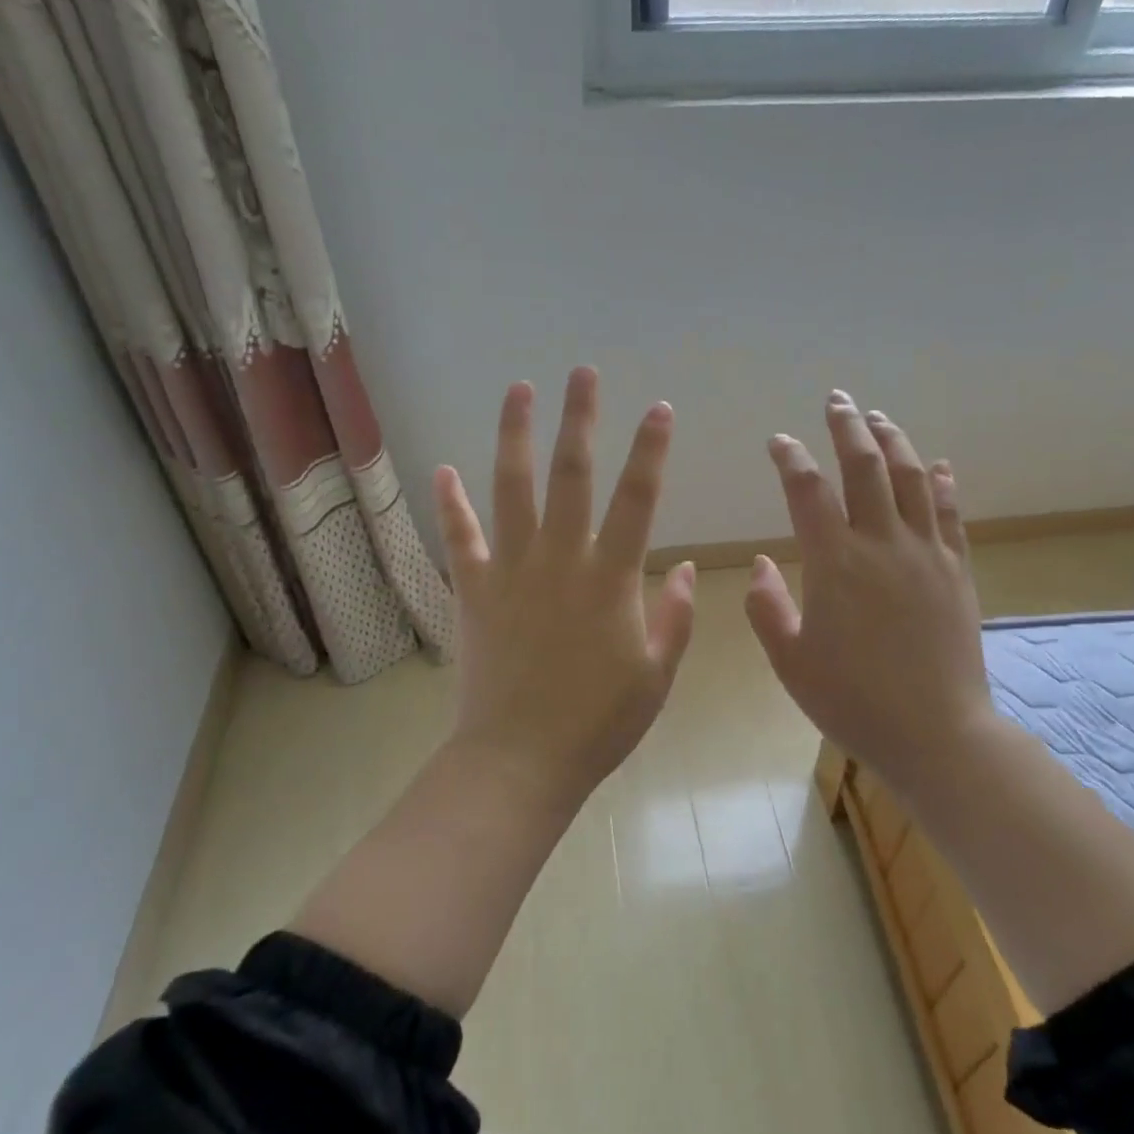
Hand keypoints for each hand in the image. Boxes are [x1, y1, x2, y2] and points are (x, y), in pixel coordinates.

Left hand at [433, 366, 695, 813]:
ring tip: (519, 390)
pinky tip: (446, 469)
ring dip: (515, 435)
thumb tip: (688, 569)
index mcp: (610, 579)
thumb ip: (676, 617)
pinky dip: (452, 502)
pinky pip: (460, 537)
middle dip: (579, 419)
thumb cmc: (598, 723)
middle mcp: (559, 560)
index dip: (650, 451)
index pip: (637, 499)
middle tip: (581, 373)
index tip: (658, 409)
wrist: (520, 760)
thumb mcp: (657, 675)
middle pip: (570, 476)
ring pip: (510, 489)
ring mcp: (510, 571)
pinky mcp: (474, 592)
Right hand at [746, 390, 990, 803]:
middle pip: (865, 467)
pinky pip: (950, 514)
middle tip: (837, 399)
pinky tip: (939, 465)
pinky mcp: (957, 571)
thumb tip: (761, 563)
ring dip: (894, 441)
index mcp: (835, 564)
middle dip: (848, 426)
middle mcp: (883, 544)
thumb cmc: (852, 701)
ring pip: (912, 478)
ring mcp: (927, 554)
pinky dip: (942, 483)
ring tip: (879, 417)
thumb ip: (767, 607)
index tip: (778, 441)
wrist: (936, 732)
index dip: (790, 458)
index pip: (807, 491)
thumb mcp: (790, 661)